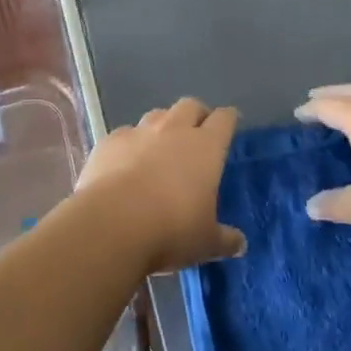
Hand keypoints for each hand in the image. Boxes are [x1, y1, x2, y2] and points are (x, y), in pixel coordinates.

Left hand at [76, 98, 246, 273]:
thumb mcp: (205, 242)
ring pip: (156, 115)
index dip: (228, 119)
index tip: (229, 123)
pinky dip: (129, 145)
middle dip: (196, 114)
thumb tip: (240, 244)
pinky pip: (124, 134)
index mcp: (206, 147)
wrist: (113, 224)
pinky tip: (125, 164)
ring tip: (160, 146)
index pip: (224, 119)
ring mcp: (139, 132)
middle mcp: (174, 130)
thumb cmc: (171, 229)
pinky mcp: (110, 141)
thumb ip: (224, 239)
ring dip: (162, 126)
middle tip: (197, 132)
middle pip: (190, 106)